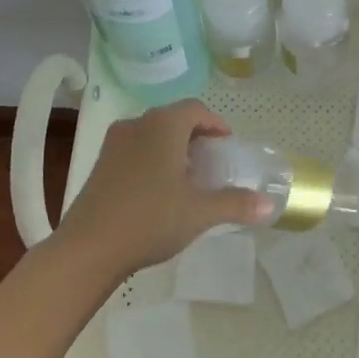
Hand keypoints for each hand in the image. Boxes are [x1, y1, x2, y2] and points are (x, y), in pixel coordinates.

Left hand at [52, 99, 272, 279]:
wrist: (88, 248)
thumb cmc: (150, 219)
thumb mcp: (200, 212)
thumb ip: (236, 204)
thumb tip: (270, 205)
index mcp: (163, 125)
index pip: (195, 109)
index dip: (215, 124)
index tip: (227, 146)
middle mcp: (137, 124)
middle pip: (173, 119)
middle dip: (195, 137)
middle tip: (211, 163)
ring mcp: (114, 143)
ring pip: (151, 134)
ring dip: (172, 148)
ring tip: (187, 177)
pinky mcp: (100, 164)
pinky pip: (134, 149)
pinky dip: (152, 159)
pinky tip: (158, 190)